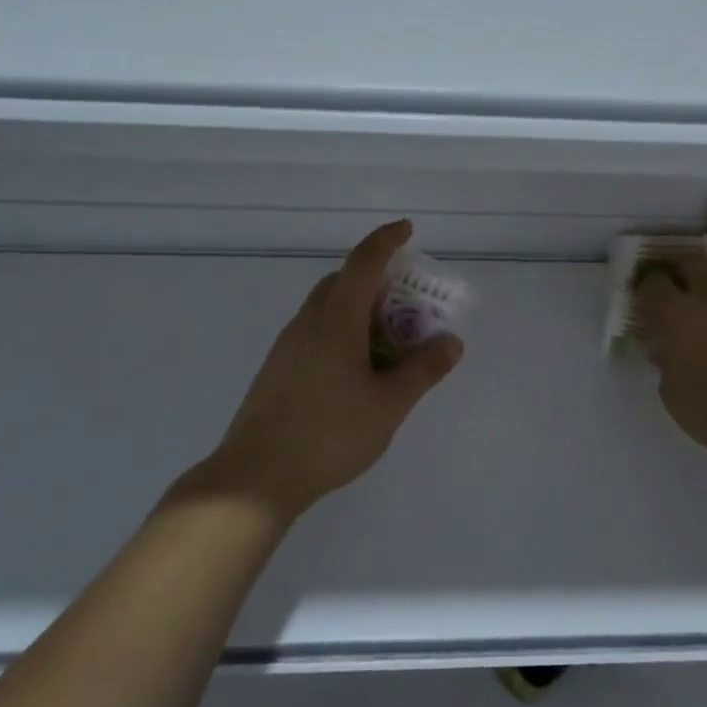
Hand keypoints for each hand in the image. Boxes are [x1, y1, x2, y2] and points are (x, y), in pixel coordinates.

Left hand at [200, 221, 462, 519]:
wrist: (256, 477)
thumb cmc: (329, 433)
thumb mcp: (389, 404)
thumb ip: (423, 370)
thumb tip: (450, 341)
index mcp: (335, 319)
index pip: (363, 263)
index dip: (386, 241)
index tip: (407, 230)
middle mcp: (308, 323)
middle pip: (343, 282)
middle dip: (377, 280)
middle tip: (408, 302)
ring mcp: (288, 346)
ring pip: (328, 309)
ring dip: (360, 310)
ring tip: (390, 343)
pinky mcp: (278, 370)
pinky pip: (317, 333)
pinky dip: (343, 333)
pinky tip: (359, 372)